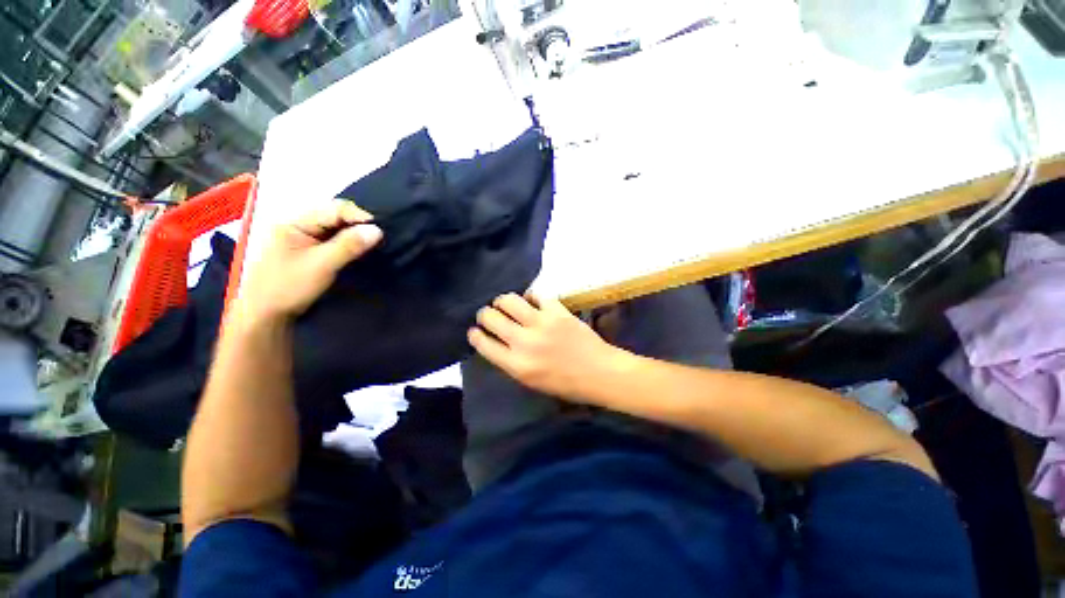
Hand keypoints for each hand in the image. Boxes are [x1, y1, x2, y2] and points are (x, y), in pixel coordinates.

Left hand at [237, 200, 382, 322]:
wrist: (265, 315)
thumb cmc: (288, 287)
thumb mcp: (321, 265)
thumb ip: (349, 246)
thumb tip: (377, 230)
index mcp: (294, 222)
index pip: (332, 209)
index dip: (358, 216)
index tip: (379, 230)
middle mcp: (298, 225)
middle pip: (333, 216)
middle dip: (356, 224)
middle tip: (377, 237)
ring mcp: (302, 238)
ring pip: (334, 228)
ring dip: (353, 234)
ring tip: (371, 243)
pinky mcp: (307, 250)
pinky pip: (331, 239)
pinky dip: (346, 242)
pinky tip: (356, 249)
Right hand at [468, 293, 624, 401]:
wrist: (599, 372)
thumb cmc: (565, 383)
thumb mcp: (531, 381)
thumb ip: (510, 361)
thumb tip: (495, 340)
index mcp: (516, 365)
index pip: (484, 343)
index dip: (475, 334)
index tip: (475, 330)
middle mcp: (524, 342)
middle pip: (491, 317)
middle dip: (485, 314)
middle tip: (490, 314)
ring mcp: (541, 323)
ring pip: (509, 300)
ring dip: (502, 300)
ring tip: (505, 303)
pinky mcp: (557, 311)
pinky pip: (536, 295)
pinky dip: (530, 297)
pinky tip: (531, 301)